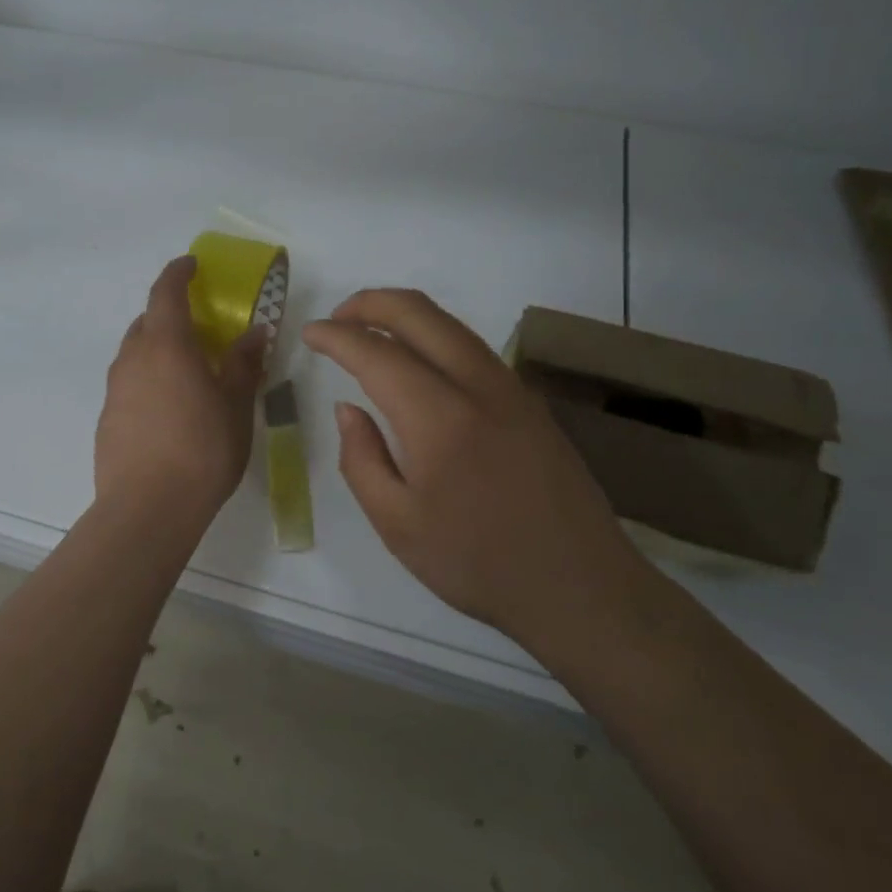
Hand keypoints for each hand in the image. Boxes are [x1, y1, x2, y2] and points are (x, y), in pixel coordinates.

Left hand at [95, 256, 267, 520]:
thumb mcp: (236, 405)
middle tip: (199, 327)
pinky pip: (129, 382)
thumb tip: (255, 332)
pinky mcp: (107, 417)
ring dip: (158, 348)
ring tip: (187, 370)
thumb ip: (244, 364)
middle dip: (170, 314)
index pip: (166, 292)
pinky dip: (148, 379)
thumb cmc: (202, 449)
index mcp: (167, 345)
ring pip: (135, 352)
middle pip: (147, 321)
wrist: (147, 508)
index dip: (178, 272)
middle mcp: (133, 358)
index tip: (191, 264)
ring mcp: (115, 388)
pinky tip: (168, 409)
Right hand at [302, 289, 643, 649]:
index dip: (337, 337)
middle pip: (420, 314)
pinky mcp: (530, 402)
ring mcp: (512, 388)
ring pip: (451, 324)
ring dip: (405, 314)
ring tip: (370, 331)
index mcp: (439, 418)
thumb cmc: (479, 564)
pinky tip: (420, 361)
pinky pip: (473, 347)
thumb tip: (347, 409)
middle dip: (371, 303)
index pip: (377, 354)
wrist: (581, 588)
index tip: (310, 333)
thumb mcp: (398, 525)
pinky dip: (435, 335)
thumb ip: (361, 459)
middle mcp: (479, 386)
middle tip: (337, 317)